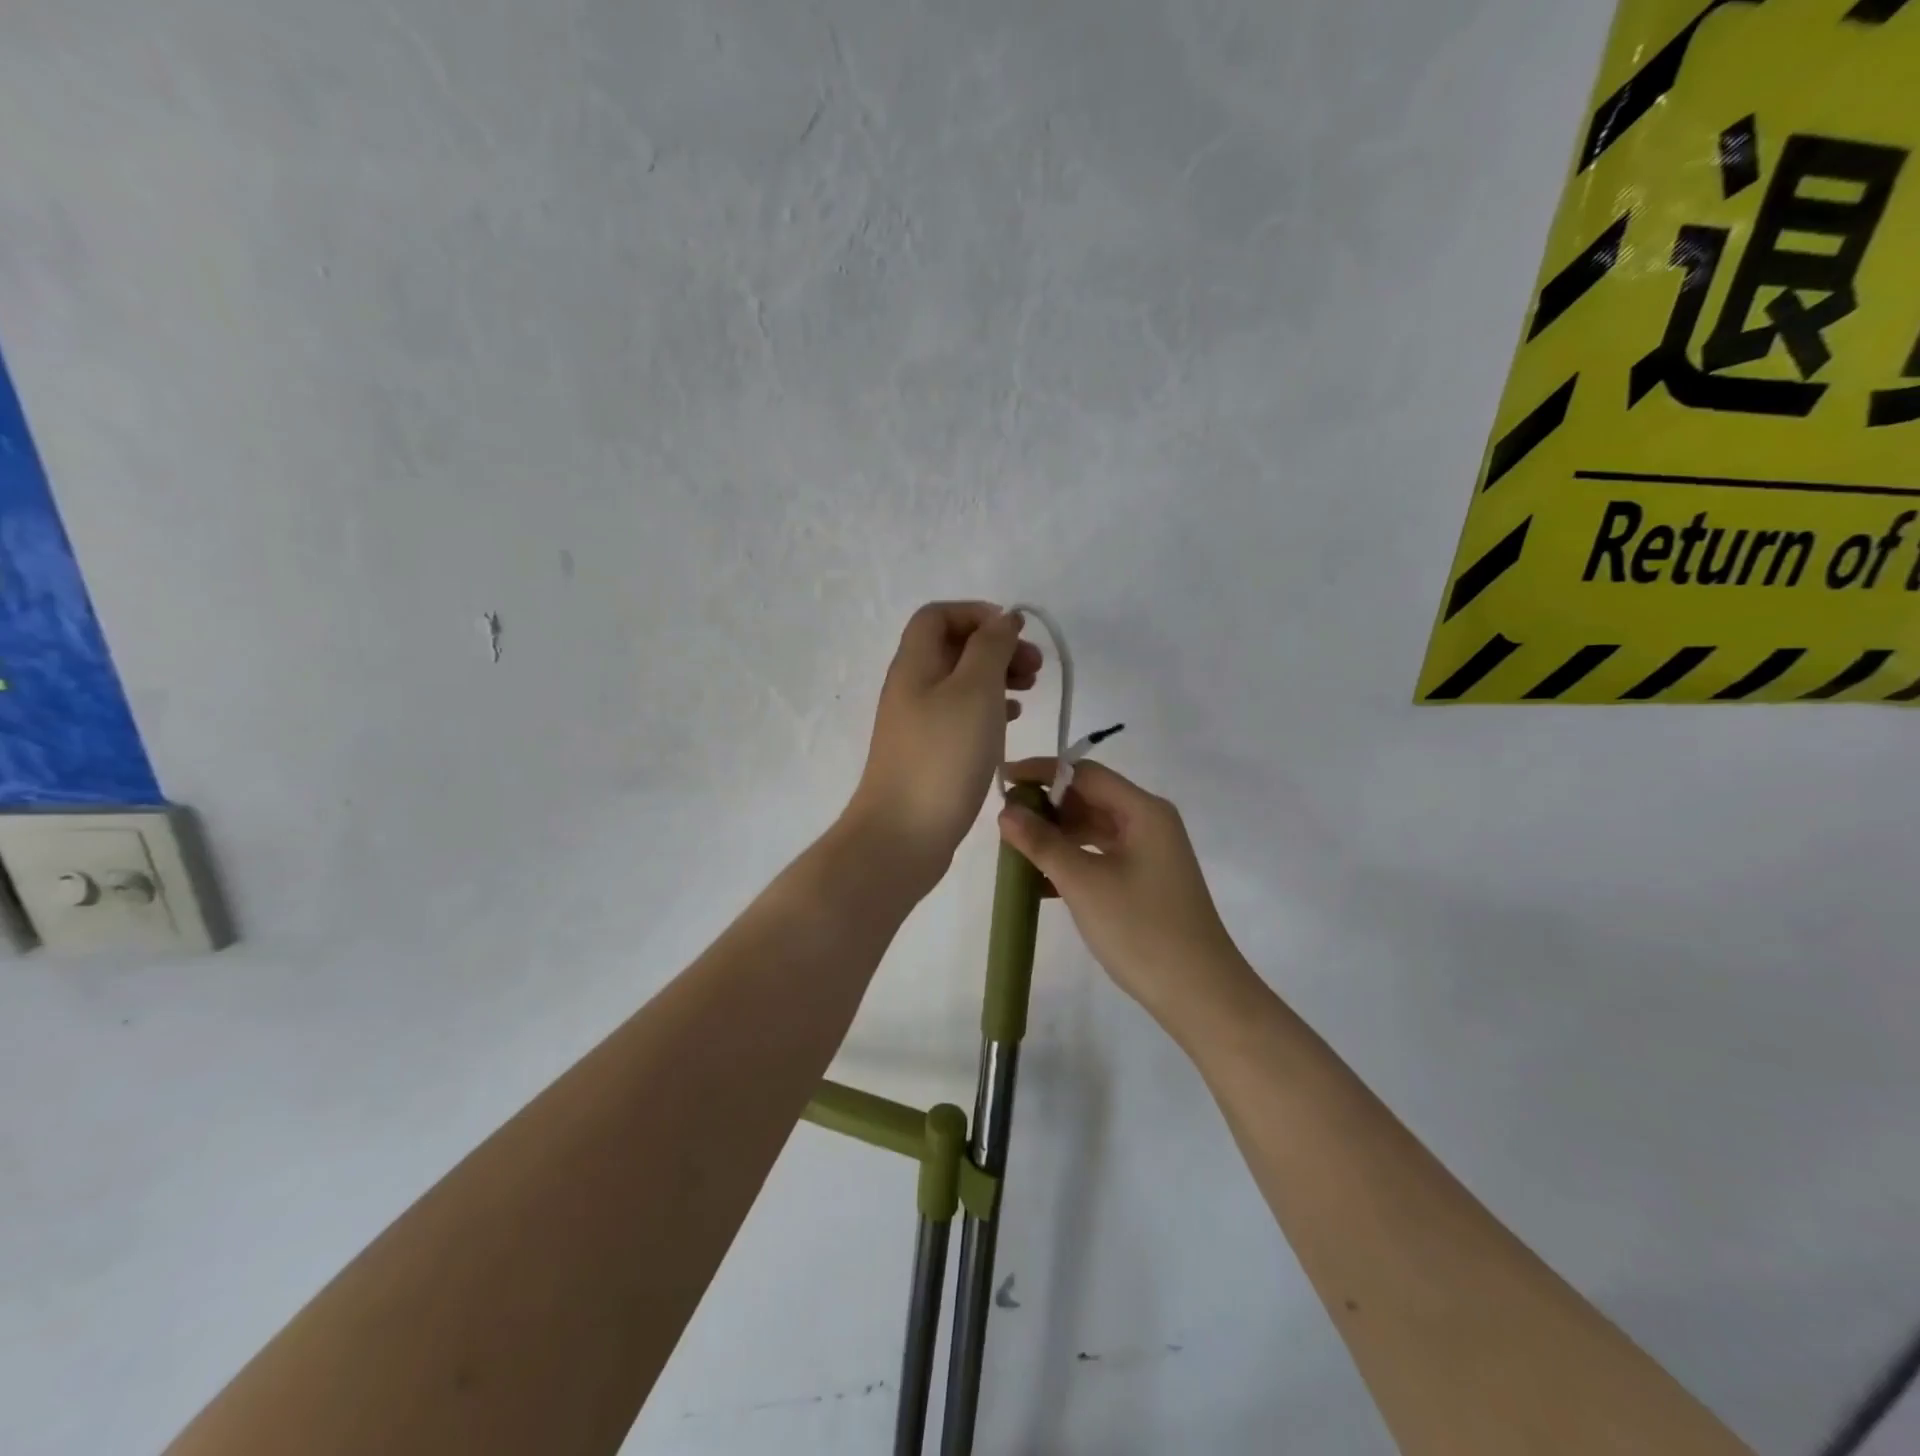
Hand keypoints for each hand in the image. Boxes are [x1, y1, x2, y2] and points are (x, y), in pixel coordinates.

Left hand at [846, 603, 1040, 887]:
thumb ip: (990, 648)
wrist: (903, 835)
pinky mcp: (928, 754)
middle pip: (952, 647)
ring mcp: (917, 723)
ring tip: (1031, 690)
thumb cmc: (943, 756)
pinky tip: (1011, 720)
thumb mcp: (975, 691)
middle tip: (1034, 668)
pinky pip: (960, 716)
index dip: (977, 613)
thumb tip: (1002, 619)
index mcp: (914, 664)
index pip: (938, 615)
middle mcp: (911, 687)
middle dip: (995, 647)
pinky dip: (988, 709)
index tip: (1015, 635)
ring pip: (959, 683)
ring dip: (996, 678)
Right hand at [998, 758, 1254, 1030]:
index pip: (1084, 773)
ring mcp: (1149, 853)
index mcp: (1143, 811)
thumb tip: (1007, 811)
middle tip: (1004, 820)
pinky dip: (1072, 860)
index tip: (1003, 780)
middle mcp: (1149, 823)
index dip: (1042, 772)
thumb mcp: (1083, 882)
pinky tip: (1040, 880)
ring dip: (1056, 835)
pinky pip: (1100, 855)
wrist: (1199, 993)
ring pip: (1093, 829)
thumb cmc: (1141, 929)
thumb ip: (1042, 842)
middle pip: (1090, 798)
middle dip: (1047, 806)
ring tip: (1015, 849)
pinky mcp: (1144, 880)